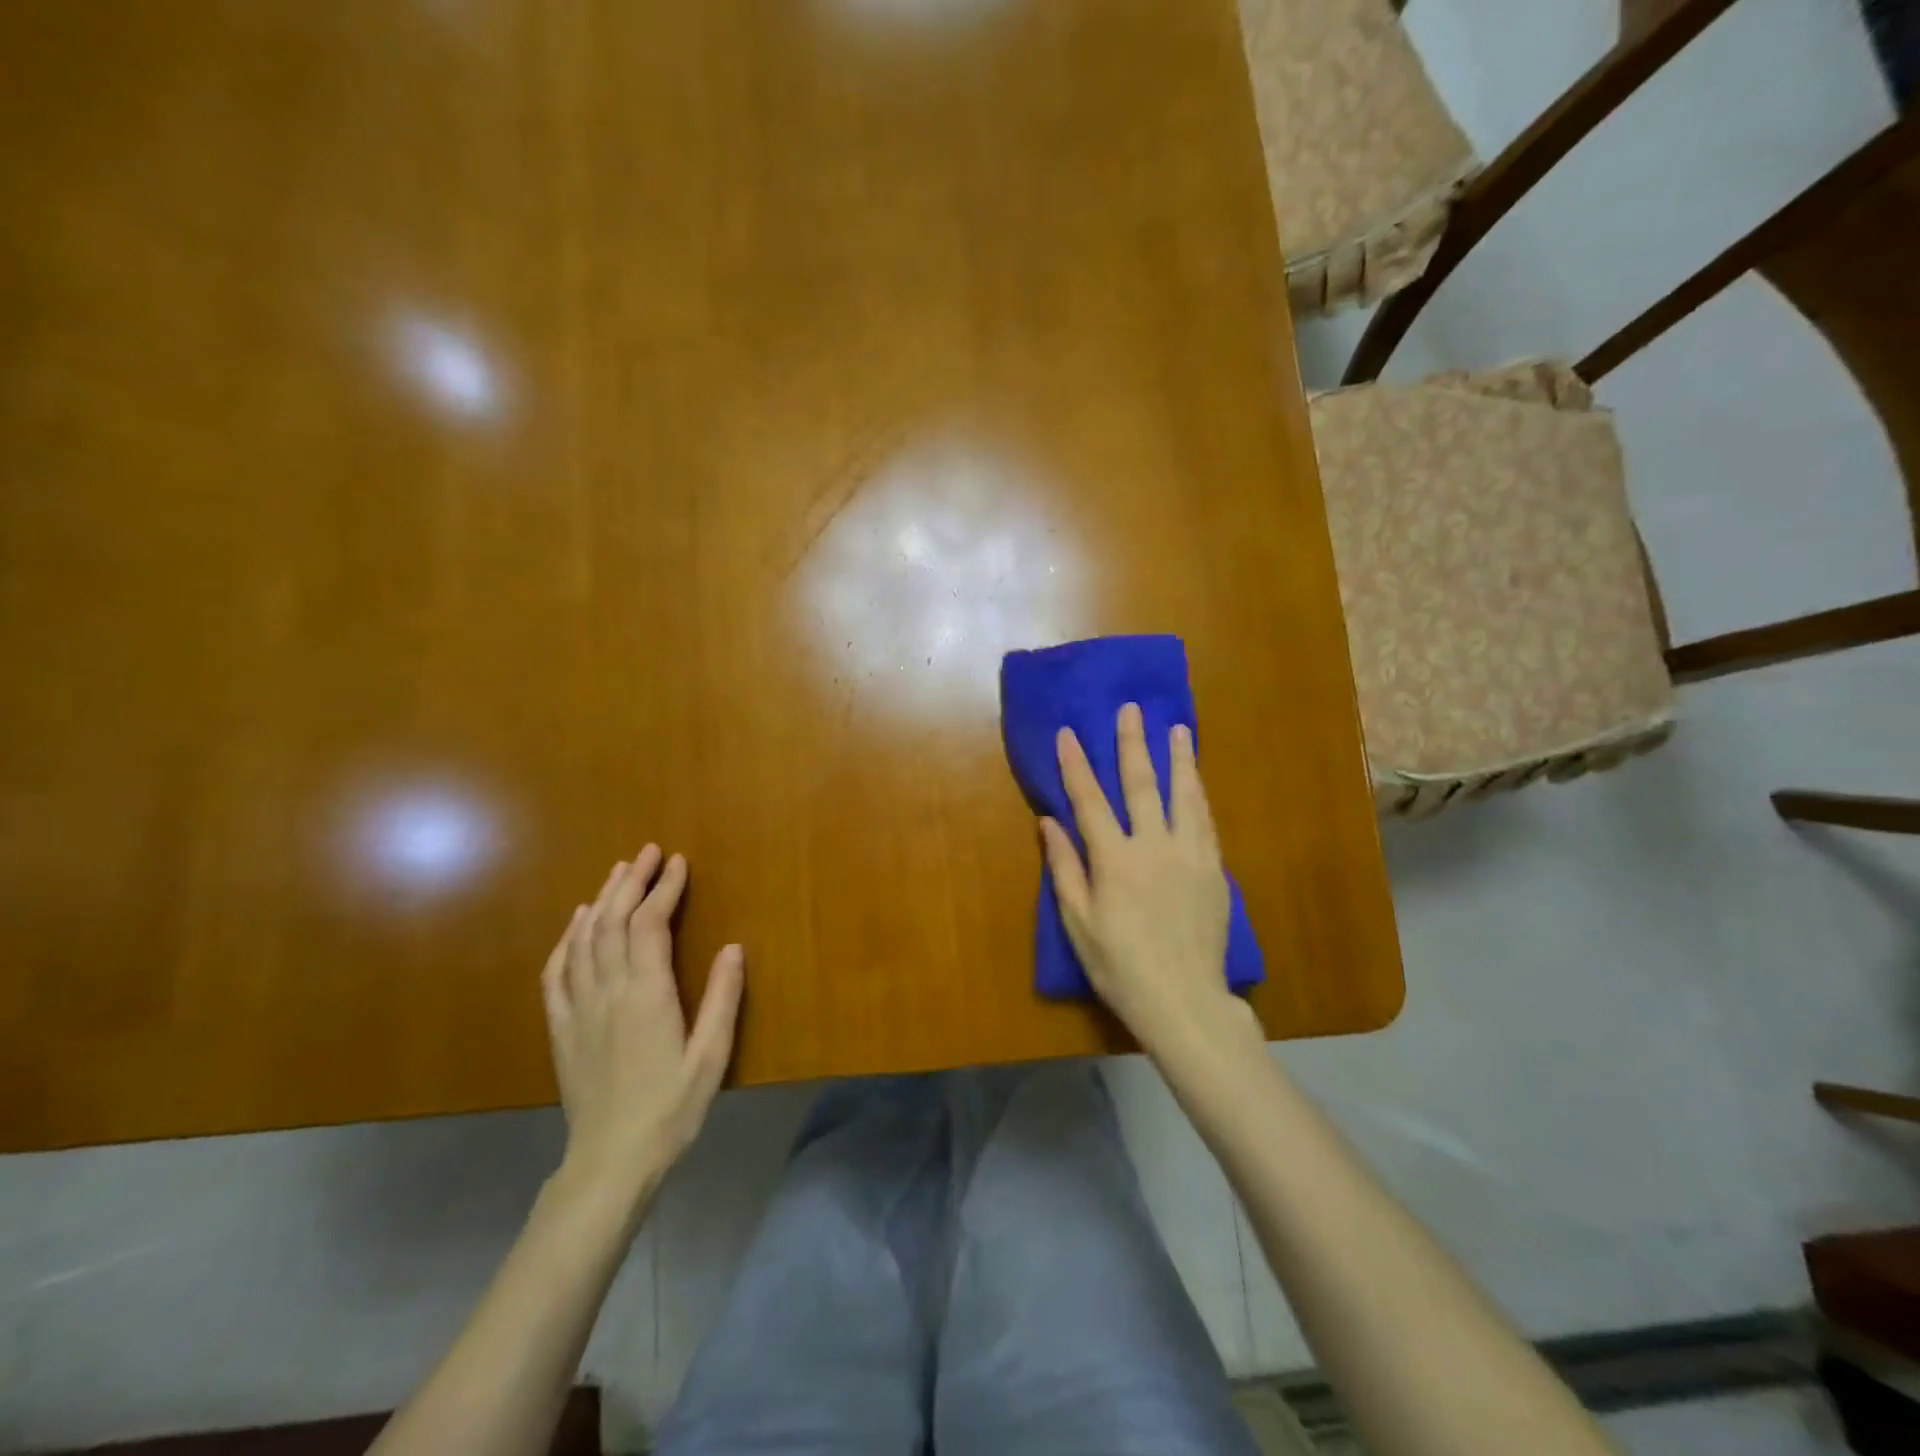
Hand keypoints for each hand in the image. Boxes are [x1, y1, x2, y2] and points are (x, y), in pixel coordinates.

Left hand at [541, 847, 744, 1206]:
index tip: (678, 862)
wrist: (611, 1161)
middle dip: (632, 881)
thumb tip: (733, 947)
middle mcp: (608, 991)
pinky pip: (556, 971)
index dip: (663, 888)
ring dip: (601, 899)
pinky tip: (577, 921)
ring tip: (619, 872)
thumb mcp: (712, 1056)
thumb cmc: (671, 1108)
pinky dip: (566, 938)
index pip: (649, 925)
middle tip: (649, 852)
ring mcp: (578, 1008)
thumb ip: (722, 999)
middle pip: (613, 921)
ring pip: (584, 939)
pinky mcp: (561, 1026)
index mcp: (646, 995)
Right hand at [1040, 704, 1254, 1053]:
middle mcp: (1154, 847)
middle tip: (1132, 709)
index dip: (1076, 766)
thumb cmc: (1120, 965)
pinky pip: (1206, 822)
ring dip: (1179, 759)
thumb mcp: (1078, 922)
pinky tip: (1197, 780)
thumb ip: (1064, 868)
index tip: (1068, 733)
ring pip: (1184, 796)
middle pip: (1142, 785)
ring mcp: (1189, 855)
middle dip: (1133, 744)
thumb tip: (1049, 823)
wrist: (1183, 1000)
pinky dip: (1199, 795)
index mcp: (1115, 860)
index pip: (1090, 801)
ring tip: (1177, 729)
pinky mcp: (1214, 870)